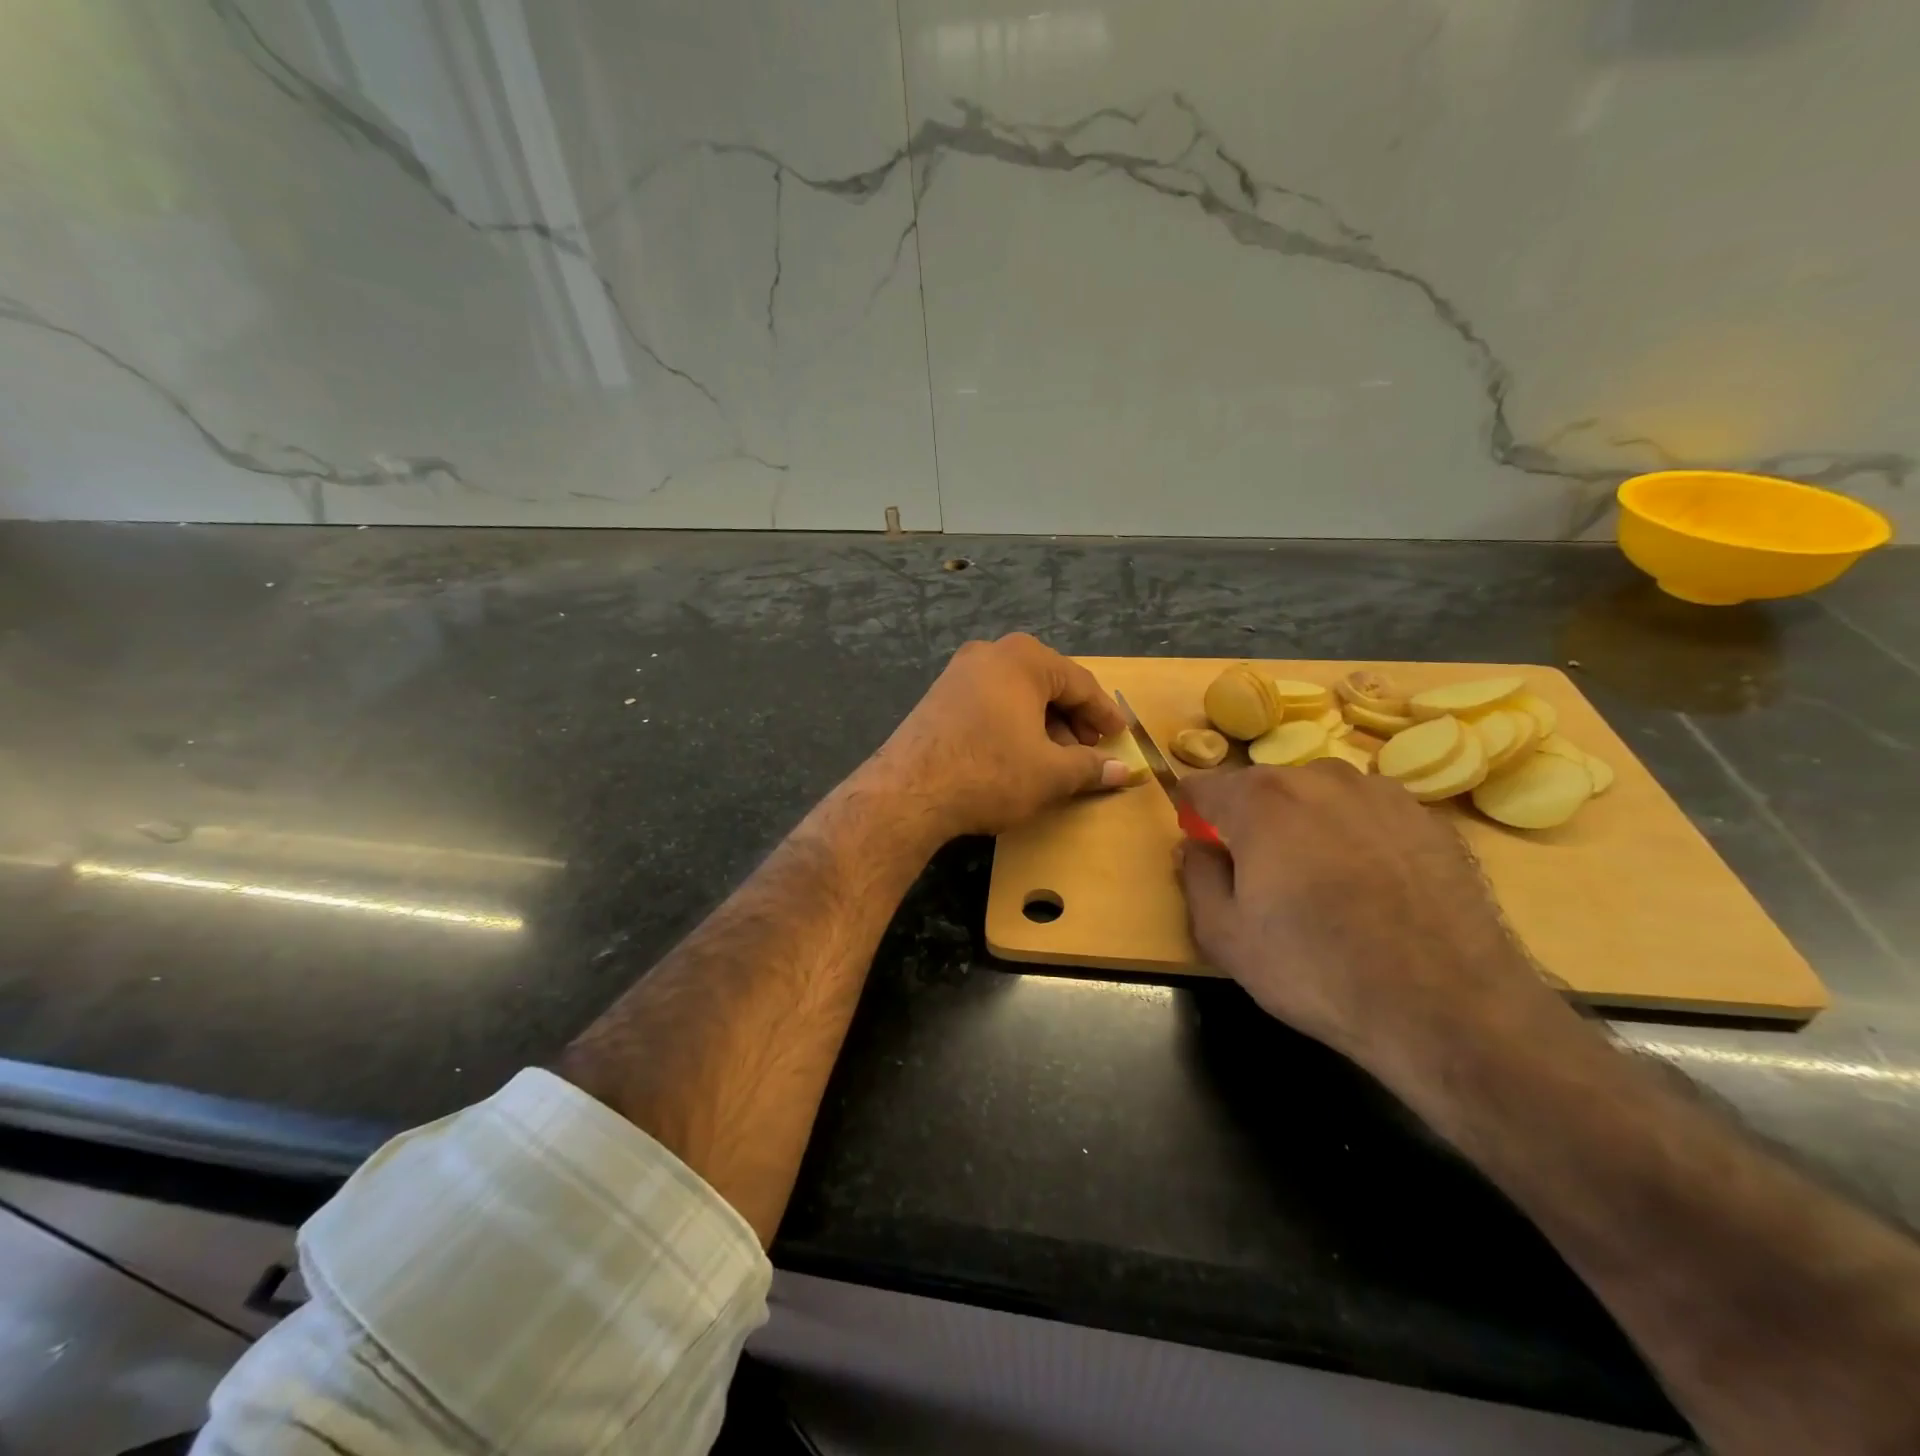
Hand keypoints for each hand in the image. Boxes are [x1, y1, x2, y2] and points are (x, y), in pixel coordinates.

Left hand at [867, 634, 1130, 840]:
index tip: (1120, 736)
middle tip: (1089, 752)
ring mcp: (958, 673)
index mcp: (1024, 658)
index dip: (1103, 713)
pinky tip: (1017, 756)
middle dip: (1072, 720)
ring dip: (1042, 725)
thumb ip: (1090, 767)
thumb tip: (1122, 771)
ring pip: (1016, 695)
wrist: (908, 791)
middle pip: (1046, 685)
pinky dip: (1012, 725)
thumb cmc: (990, 772)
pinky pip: (990, 704)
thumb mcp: (1050, 773)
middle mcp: (990, 653)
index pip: (1079, 683)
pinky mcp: (938, 697)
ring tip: (1056, 761)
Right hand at [1177, 762, 1562, 1073]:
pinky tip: (1373, 886)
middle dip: (1250, 820)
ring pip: (1319, 795)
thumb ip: (1197, 876)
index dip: (1194, 816)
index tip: (1204, 848)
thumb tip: (1196, 846)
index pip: (1203, 787)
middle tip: (1262, 876)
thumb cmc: (1317, 970)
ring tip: (1324, 881)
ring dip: (1305, 823)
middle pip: (1263, 787)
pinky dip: (1357, 835)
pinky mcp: (1430, 819)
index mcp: (1260, 800)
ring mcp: (1381, 793)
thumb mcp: (1224, 936)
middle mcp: (1319, 778)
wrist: (1449, 1008)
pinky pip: (1369, 814)